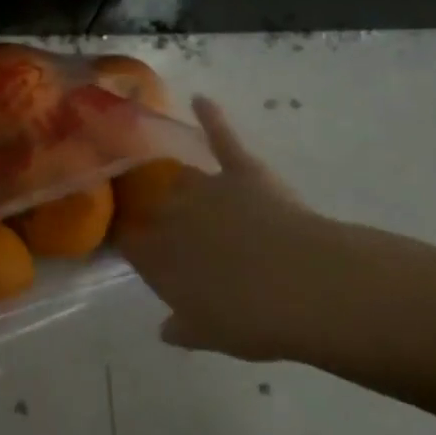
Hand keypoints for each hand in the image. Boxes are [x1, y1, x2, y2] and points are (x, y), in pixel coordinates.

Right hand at [121, 98, 370, 365]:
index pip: (132, 244)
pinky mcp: (241, 170)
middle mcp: (173, 217)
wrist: (305, 286)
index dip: (130, 242)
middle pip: (154, 208)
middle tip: (162, 219)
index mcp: (161, 258)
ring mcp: (208, 189)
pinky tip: (199, 99)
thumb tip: (165, 329)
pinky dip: (211, 118)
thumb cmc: (254, 320)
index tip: (130, 243)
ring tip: (172, 178)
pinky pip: (222, 139)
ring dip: (176, 178)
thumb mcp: (212, 335)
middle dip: (153, 210)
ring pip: (181, 177)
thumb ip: (184, 328)